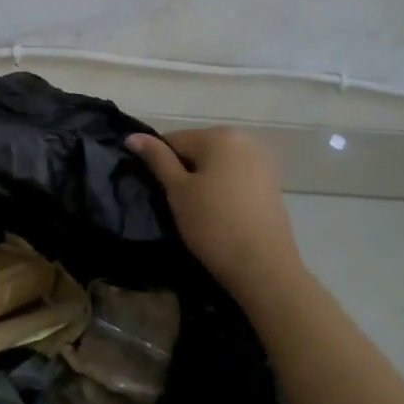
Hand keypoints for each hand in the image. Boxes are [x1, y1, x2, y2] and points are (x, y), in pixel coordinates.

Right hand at [127, 128, 303, 309]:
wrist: (263, 267)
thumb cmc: (214, 224)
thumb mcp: (178, 190)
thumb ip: (156, 159)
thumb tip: (133, 136)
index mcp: (220, 135)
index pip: (173, 140)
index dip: (159, 165)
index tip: (158, 191)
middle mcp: (244, 140)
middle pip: (198, 150)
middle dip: (183, 172)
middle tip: (176, 204)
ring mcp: (262, 162)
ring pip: (216, 165)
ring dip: (203, 181)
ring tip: (197, 212)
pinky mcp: (271, 184)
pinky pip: (235, 178)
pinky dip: (222, 190)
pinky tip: (219, 215)